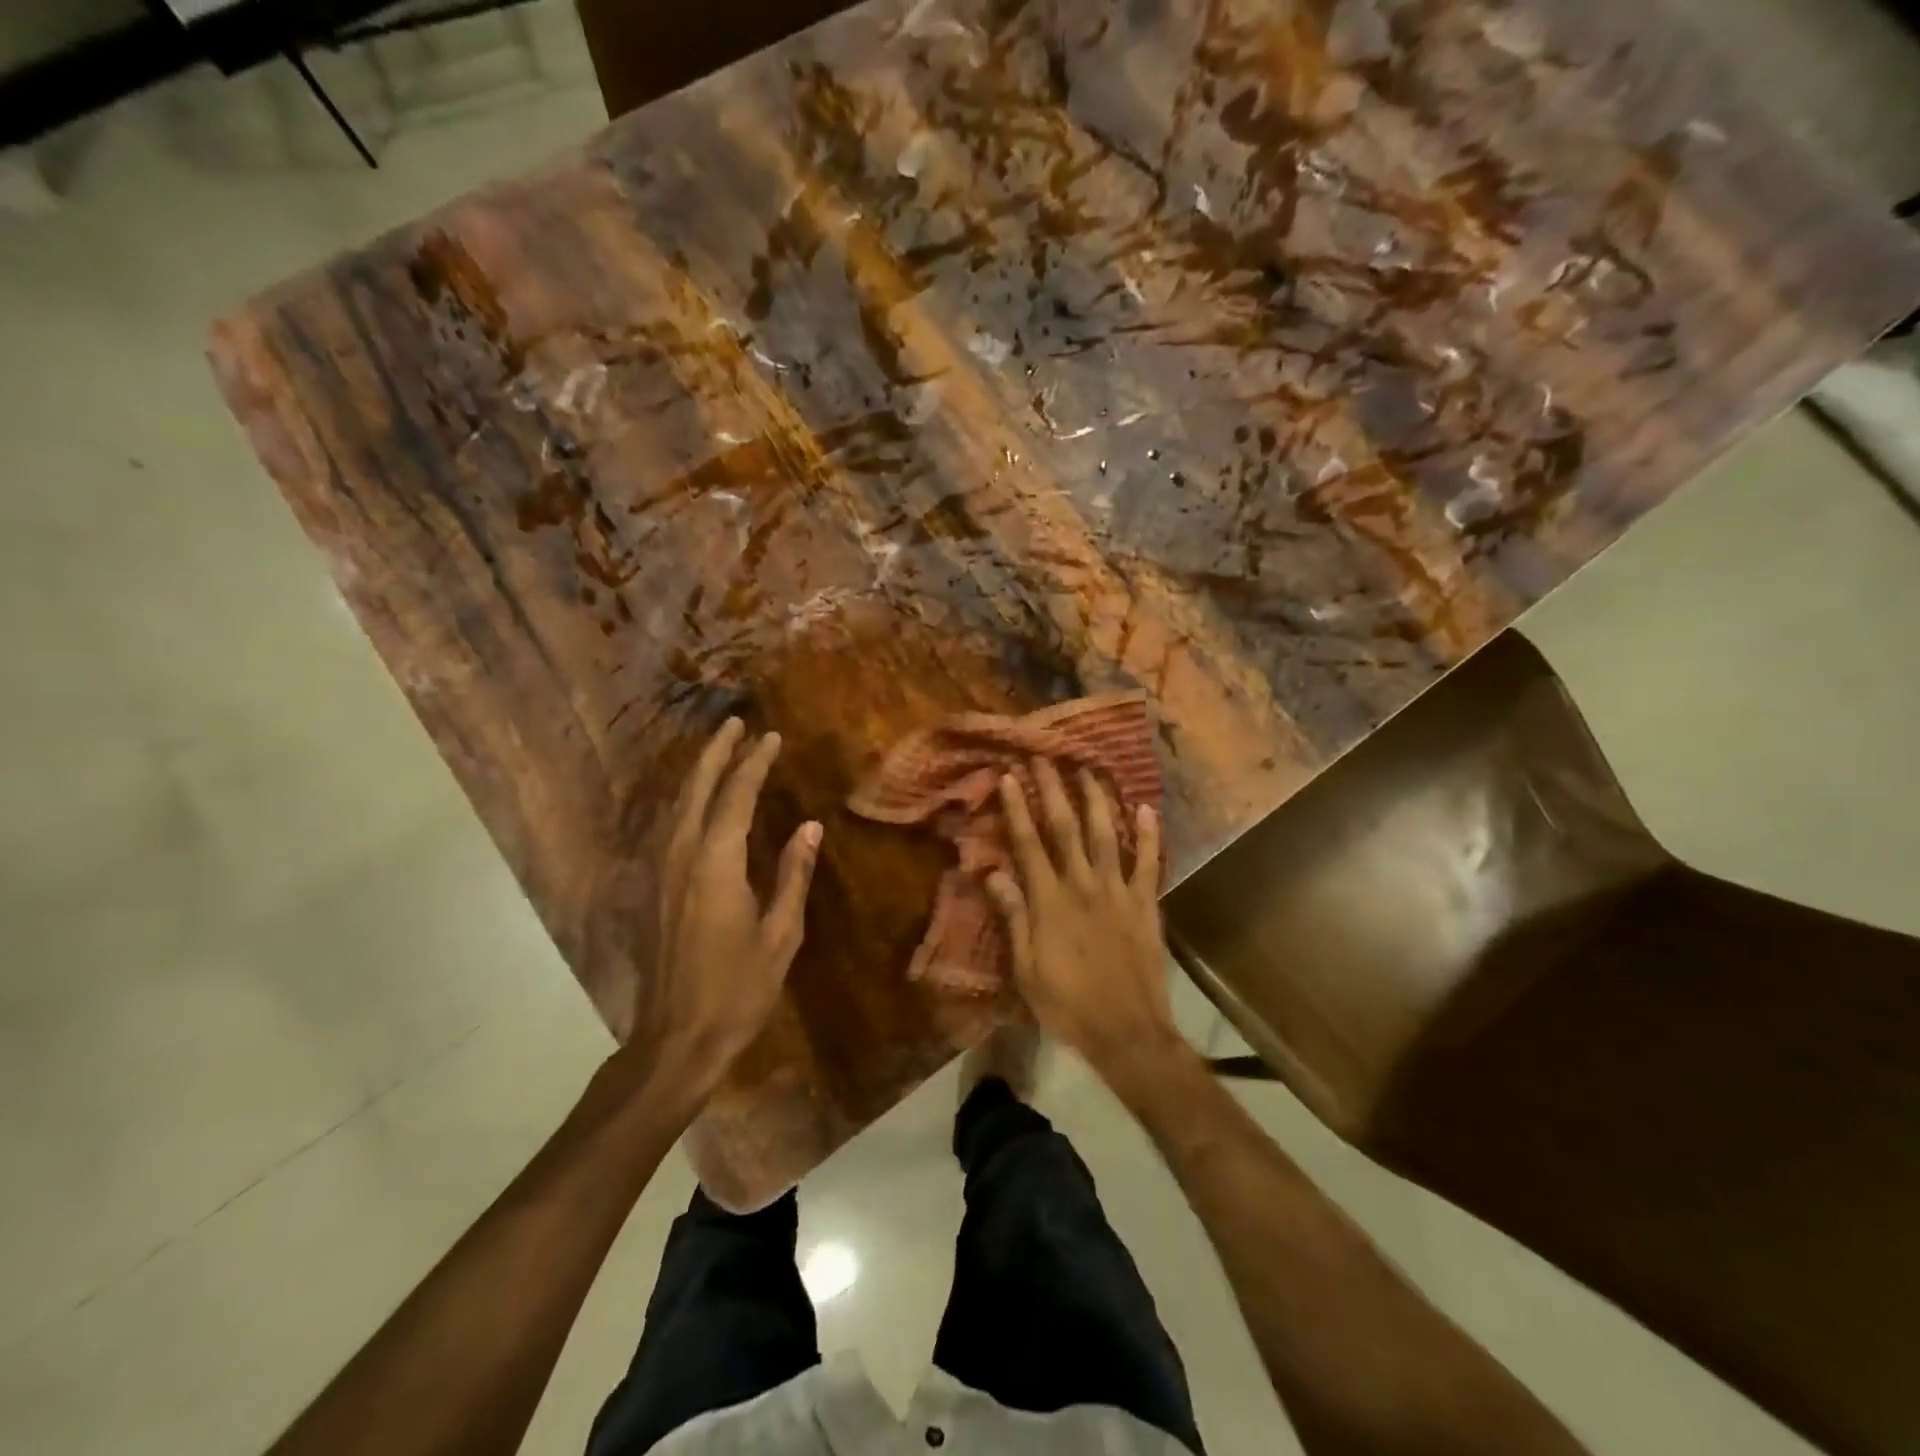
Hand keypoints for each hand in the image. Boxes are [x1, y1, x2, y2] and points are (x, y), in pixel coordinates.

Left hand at [615, 719, 820, 1106]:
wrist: (676, 1039)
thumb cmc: (738, 989)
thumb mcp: (780, 934)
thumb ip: (793, 875)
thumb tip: (809, 827)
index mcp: (716, 864)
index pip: (736, 797)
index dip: (754, 763)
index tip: (771, 736)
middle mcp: (681, 857)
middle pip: (696, 790)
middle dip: (716, 753)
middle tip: (735, 724)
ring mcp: (660, 873)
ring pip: (677, 806)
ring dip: (698, 773)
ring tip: (718, 751)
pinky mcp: (653, 890)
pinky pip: (669, 828)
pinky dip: (686, 802)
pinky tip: (696, 803)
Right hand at [985, 759, 1182, 1082]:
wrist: (1127, 1032)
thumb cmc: (1067, 1004)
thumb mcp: (1026, 968)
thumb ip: (1013, 916)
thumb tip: (992, 872)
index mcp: (1050, 901)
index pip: (1028, 843)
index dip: (1018, 807)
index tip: (1010, 776)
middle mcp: (1083, 885)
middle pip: (1066, 827)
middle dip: (1054, 789)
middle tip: (1046, 756)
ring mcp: (1119, 891)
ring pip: (1106, 834)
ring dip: (1096, 799)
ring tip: (1089, 768)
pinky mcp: (1146, 904)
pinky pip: (1148, 862)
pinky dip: (1148, 834)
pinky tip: (1145, 808)